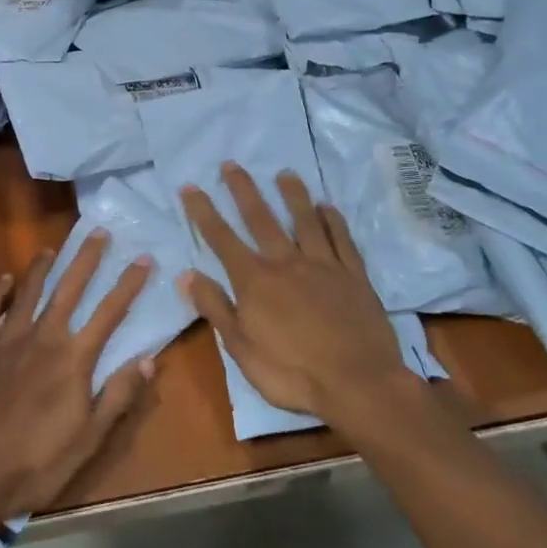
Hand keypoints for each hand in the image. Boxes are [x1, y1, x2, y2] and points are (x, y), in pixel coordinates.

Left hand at [0, 231, 156, 525]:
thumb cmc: (36, 463)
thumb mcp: (89, 439)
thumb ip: (119, 395)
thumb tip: (149, 359)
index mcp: (73, 359)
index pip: (109, 313)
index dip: (129, 284)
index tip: (144, 259)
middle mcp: (42, 338)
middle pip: (69, 289)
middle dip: (87, 259)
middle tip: (100, 233)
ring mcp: (5, 341)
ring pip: (27, 293)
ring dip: (42, 269)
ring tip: (52, 249)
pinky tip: (2, 280)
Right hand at [180, 163, 411, 427]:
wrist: (359, 384)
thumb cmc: (292, 373)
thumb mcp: (241, 349)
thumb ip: (215, 308)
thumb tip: (187, 275)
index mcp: (255, 281)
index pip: (221, 238)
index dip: (203, 212)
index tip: (190, 186)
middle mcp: (286, 263)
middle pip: (261, 219)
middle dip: (243, 190)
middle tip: (232, 164)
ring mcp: (324, 266)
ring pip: (304, 221)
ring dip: (292, 195)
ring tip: (284, 173)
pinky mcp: (354, 276)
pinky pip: (341, 240)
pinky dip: (333, 221)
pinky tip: (327, 207)